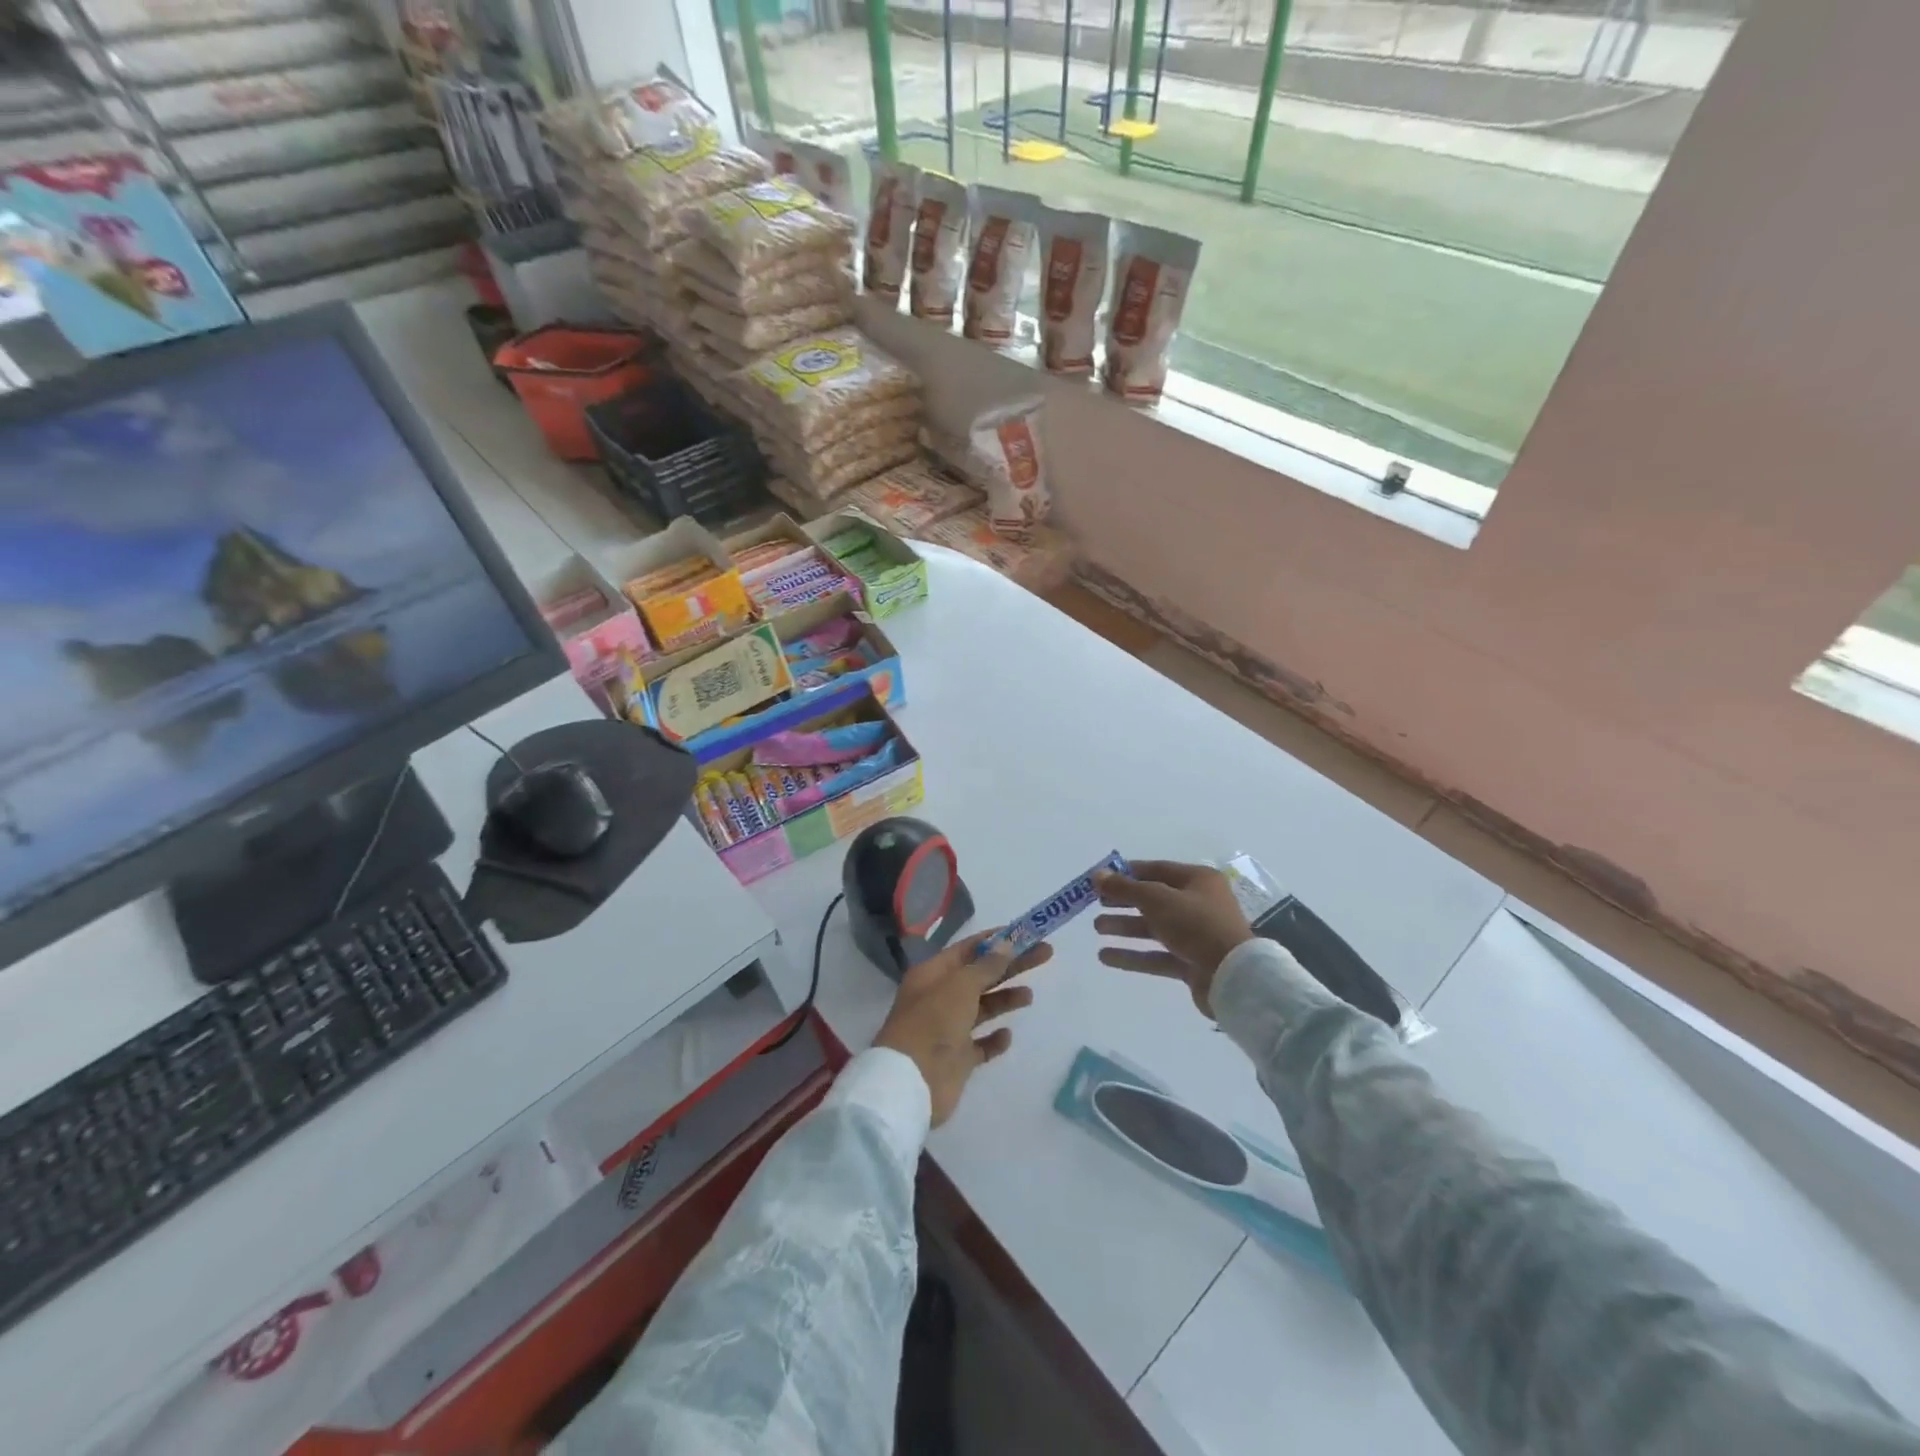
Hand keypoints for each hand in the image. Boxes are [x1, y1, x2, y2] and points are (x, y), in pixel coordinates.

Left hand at [874, 930, 1052, 1126]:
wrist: (911, 1082)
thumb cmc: (933, 1023)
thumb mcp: (960, 986)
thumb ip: (986, 967)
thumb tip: (1006, 946)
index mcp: (933, 974)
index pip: (968, 949)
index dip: (995, 940)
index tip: (1024, 934)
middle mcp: (940, 998)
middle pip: (981, 976)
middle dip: (1011, 965)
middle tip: (1045, 954)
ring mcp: (948, 1030)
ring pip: (982, 1008)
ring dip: (1004, 1000)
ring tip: (1029, 996)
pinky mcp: (957, 1060)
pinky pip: (980, 1045)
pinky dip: (994, 1040)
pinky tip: (1007, 1035)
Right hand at [1094, 861, 1253, 1017]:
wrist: (1235, 977)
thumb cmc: (1197, 926)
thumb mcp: (1158, 900)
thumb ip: (1125, 888)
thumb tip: (1097, 874)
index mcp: (1198, 880)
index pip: (1156, 870)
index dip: (1127, 874)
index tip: (1100, 879)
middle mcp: (1198, 904)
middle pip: (1153, 899)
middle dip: (1123, 902)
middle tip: (1096, 904)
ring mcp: (1196, 936)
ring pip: (1153, 928)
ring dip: (1125, 928)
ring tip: (1097, 928)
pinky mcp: (1191, 963)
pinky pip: (1157, 955)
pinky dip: (1133, 955)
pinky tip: (1105, 956)